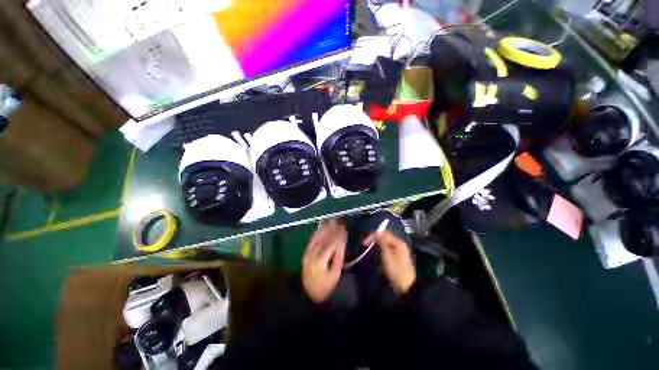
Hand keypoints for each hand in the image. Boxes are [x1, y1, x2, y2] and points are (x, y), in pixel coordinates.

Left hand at [302, 219, 346, 302]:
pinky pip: (311, 240)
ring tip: (331, 221)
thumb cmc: (325, 287)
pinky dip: (317, 232)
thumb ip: (338, 257)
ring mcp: (307, 253)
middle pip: (324, 238)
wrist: (308, 295)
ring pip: (317, 237)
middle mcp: (312, 254)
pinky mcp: (305, 253)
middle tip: (339, 222)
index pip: (331, 244)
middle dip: (332, 229)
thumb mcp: (335, 275)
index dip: (338, 235)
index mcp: (321, 260)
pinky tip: (321, 227)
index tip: (344, 228)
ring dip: (325, 228)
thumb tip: (342, 242)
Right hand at [364, 231, 415, 293]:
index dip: (373, 236)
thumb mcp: (387, 257)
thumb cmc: (396, 272)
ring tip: (369, 250)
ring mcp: (399, 250)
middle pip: (384, 237)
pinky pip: (386, 249)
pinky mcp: (397, 256)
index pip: (384, 233)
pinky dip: (380, 250)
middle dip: (374, 240)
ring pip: (385, 243)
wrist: (407, 288)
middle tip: (365, 246)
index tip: (364, 243)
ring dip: (376, 245)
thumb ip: (382, 243)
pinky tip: (376, 255)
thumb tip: (377, 232)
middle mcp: (399, 244)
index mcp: (398, 242)